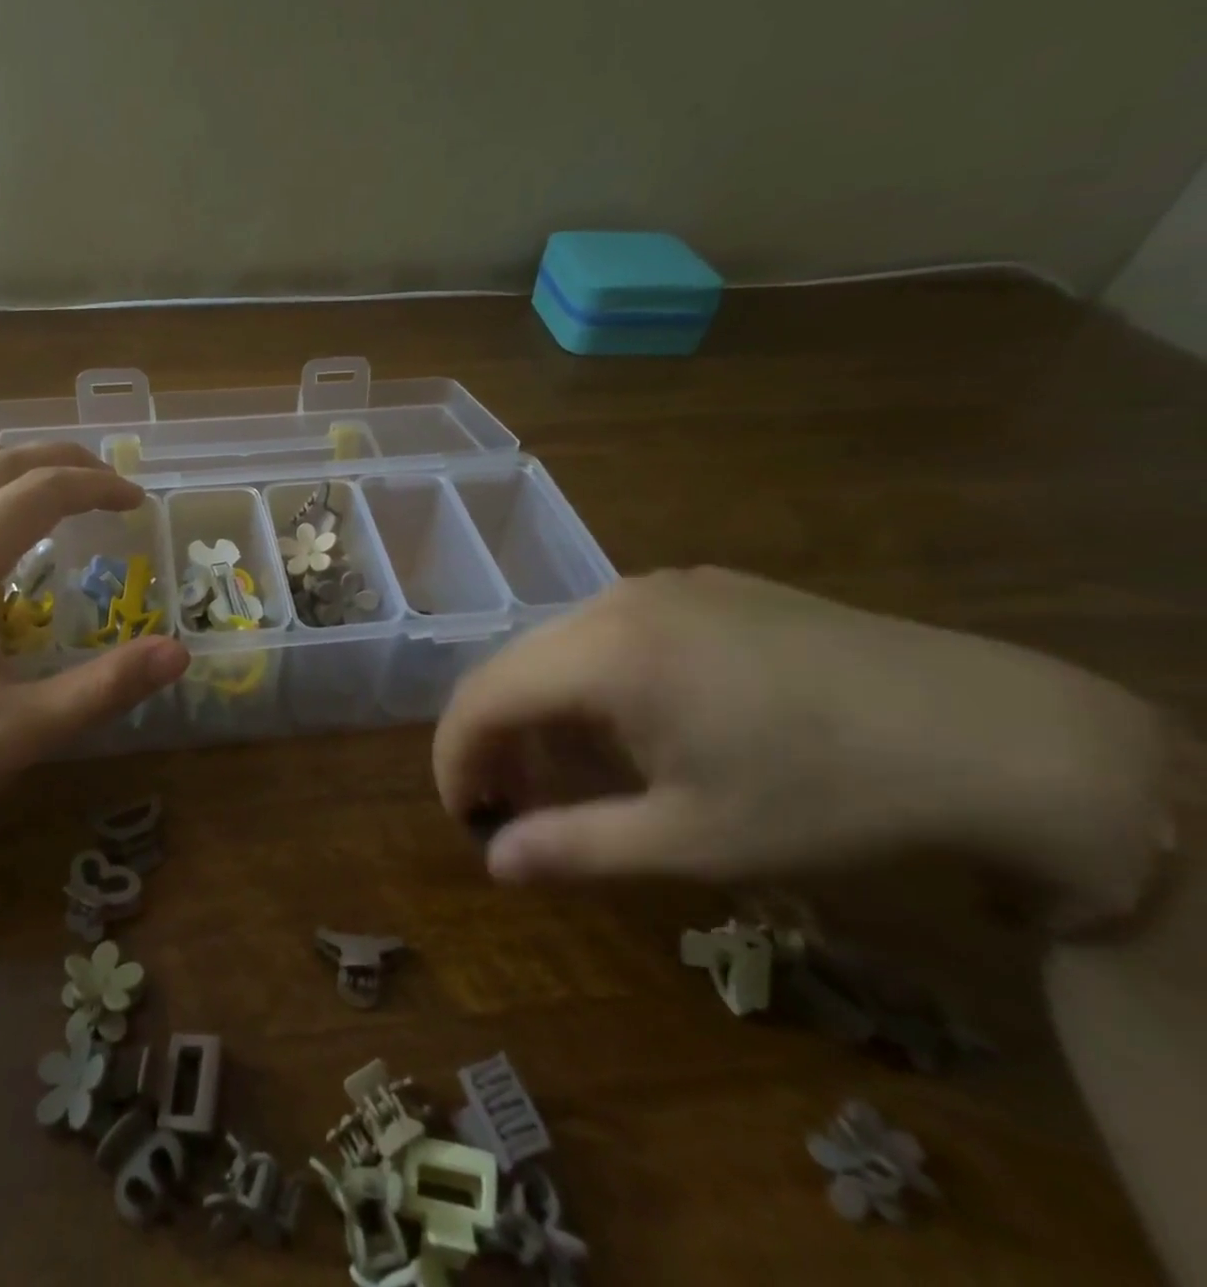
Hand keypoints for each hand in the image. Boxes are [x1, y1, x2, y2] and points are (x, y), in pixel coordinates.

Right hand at [433, 567, 1176, 928]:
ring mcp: (662, 585)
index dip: (454, 757)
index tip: (463, 814)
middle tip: (511, 805)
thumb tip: (493, 862)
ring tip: (570, 773)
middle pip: (513, 665)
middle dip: (494, 737)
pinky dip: (589, 682)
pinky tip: (632, 727)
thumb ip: (574, 848)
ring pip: (558, 646)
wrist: (992, 734)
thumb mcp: (691, 841)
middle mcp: (617, 601)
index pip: (482, 695)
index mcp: (605, 654)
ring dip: (542, 709)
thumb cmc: (825, 796)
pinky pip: (610, 631)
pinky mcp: (702, 587)